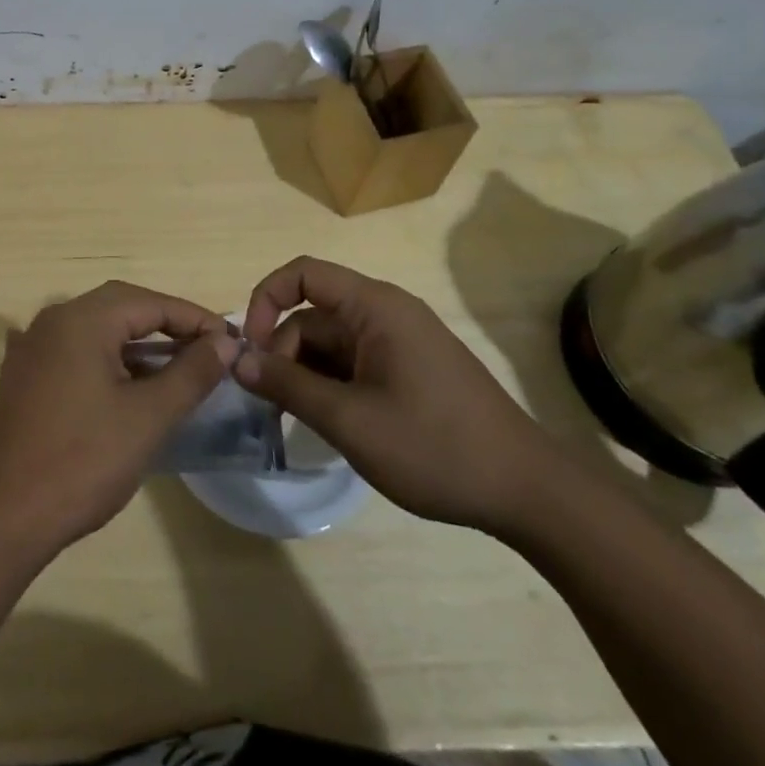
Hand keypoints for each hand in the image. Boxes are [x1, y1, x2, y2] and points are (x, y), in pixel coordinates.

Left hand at [0, 282, 236, 555]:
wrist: (6, 518)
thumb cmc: (84, 461)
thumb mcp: (149, 417)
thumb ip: (191, 372)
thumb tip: (224, 341)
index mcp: (81, 319)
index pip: (151, 302)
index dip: (195, 319)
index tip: (231, 342)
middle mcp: (53, 320)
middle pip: (121, 307)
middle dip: (168, 324)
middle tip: (207, 350)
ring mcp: (33, 347)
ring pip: (98, 329)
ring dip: (138, 343)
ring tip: (177, 369)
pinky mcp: (24, 376)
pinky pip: (76, 351)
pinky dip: (109, 358)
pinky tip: (127, 383)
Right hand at [235, 257, 556, 531]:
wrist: (527, 491)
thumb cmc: (435, 446)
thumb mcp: (350, 420)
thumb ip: (288, 385)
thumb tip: (237, 359)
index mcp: (375, 307)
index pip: (303, 274)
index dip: (266, 299)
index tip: (249, 348)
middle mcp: (386, 313)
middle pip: (314, 315)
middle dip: (283, 352)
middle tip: (268, 404)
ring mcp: (401, 342)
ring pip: (332, 344)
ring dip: (305, 374)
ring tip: (296, 420)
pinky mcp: (410, 370)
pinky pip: (354, 363)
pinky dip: (331, 386)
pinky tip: (329, 424)